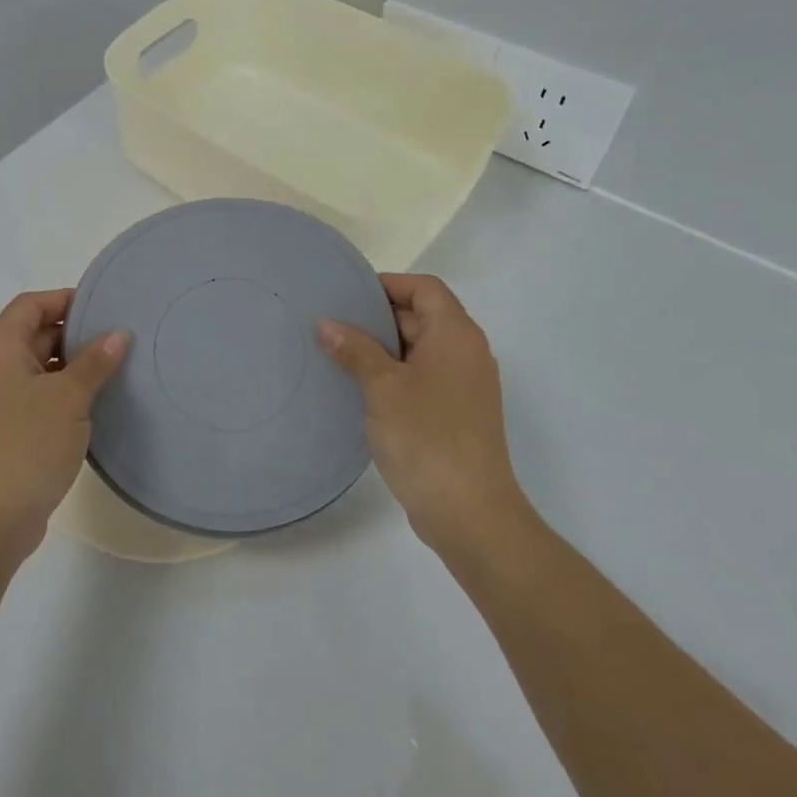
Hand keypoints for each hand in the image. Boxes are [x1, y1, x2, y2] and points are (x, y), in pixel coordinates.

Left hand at [0, 289, 130, 565]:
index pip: (32, 304)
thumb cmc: (26, 446)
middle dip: (77, 332)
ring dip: (75, 365)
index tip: (107, 306)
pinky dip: (67, 391)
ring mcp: (0, 400)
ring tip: (119, 367)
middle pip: (37, 332)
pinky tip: (99, 401)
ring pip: (42, 366)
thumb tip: (118, 334)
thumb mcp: (68, 398)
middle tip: (122, 336)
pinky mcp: (10, 428)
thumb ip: (94, 362)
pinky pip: (41, 394)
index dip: (67, 299)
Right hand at [318, 273, 524, 554]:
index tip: (348, 295)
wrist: (469, 512)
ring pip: (419, 350)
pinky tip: (360, 389)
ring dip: (382, 349)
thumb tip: (326, 323)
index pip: (425, 288)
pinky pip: (422, 378)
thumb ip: (355, 350)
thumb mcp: (382, 387)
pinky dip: (393, 375)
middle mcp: (467, 353)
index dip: (388, 285)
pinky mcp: (456, 414)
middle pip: (422, 317)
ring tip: (338, 354)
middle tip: (332, 325)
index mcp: (456, 335)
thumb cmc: (427, 437)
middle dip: (378, 317)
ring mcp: (464, 386)